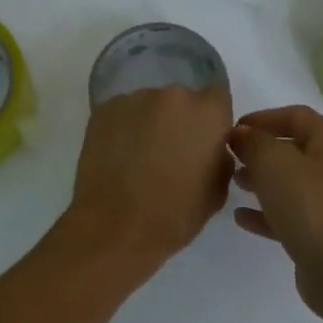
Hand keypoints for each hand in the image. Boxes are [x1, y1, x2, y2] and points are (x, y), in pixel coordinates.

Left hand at [65, 83, 235, 270]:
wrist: (115, 227)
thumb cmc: (175, 215)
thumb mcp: (217, 191)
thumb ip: (219, 158)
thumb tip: (209, 149)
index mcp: (208, 113)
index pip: (218, 96)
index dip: (211, 118)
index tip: (203, 140)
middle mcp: (173, 96)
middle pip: (181, 100)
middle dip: (178, 121)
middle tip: (169, 153)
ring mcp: (134, 99)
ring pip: (149, 106)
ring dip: (149, 125)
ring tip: (138, 159)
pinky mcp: (103, 110)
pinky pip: (121, 115)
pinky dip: (123, 131)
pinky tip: (117, 158)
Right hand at [229, 105, 322, 311]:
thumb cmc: (309, 204)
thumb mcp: (273, 163)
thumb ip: (253, 143)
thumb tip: (241, 135)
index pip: (295, 115)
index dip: (262, 118)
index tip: (232, 130)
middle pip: (293, 149)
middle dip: (260, 151)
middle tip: (229, 158)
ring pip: (290, 183)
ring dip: (261, 181)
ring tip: (233, 183)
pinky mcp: (321, 232)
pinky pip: (289, 214)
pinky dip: (266, 212)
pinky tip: (241, 217)